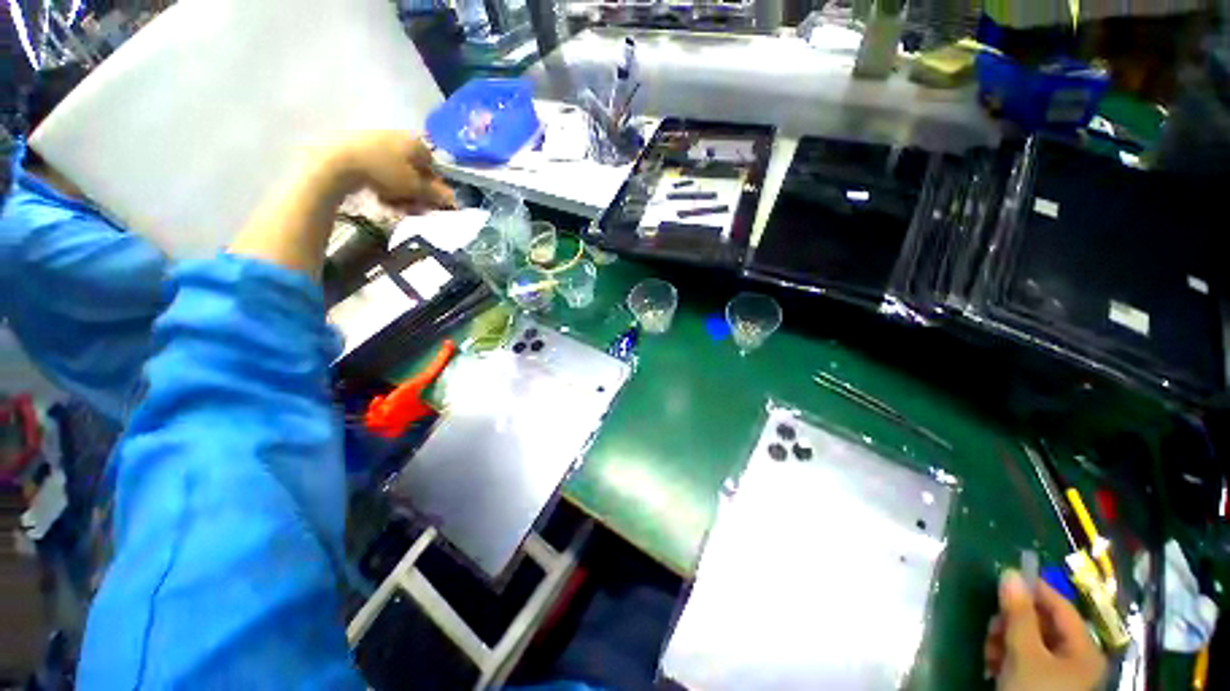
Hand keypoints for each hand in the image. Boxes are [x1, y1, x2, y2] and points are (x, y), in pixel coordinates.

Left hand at [325, 131, 454, 213]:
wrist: (337, 163)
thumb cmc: (384, 172)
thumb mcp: (416, 187)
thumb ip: (437, 194)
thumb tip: (454, 199)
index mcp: (416, 143)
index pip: (435, 168)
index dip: (437, 188)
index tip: (433, 204)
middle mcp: (399, 138)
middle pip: (416, 172)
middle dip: (418, 193)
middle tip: (414, 209)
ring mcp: (378, 141)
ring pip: (399, 173)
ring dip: (402, 193)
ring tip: (396, 207)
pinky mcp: (359, 148)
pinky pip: (381, 171)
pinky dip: (385, 186)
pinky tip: (381, 198)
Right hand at [984, 570, 1105, 690]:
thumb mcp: (1024, 654)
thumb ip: (1019, 614)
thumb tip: (1010, 573)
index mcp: (1084, 649)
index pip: (1060, 607)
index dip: (1034, 590)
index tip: (1004, 579)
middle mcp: (1078, 658)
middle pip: (1043, 625)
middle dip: (1012, 623)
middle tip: (991, 626)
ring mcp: (1062, 675)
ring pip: (1031, 643)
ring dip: (1006, 641)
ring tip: (990, 650)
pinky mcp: (1044, 685)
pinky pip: (1026, 660)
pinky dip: (1007, 657)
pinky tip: (993, 664)